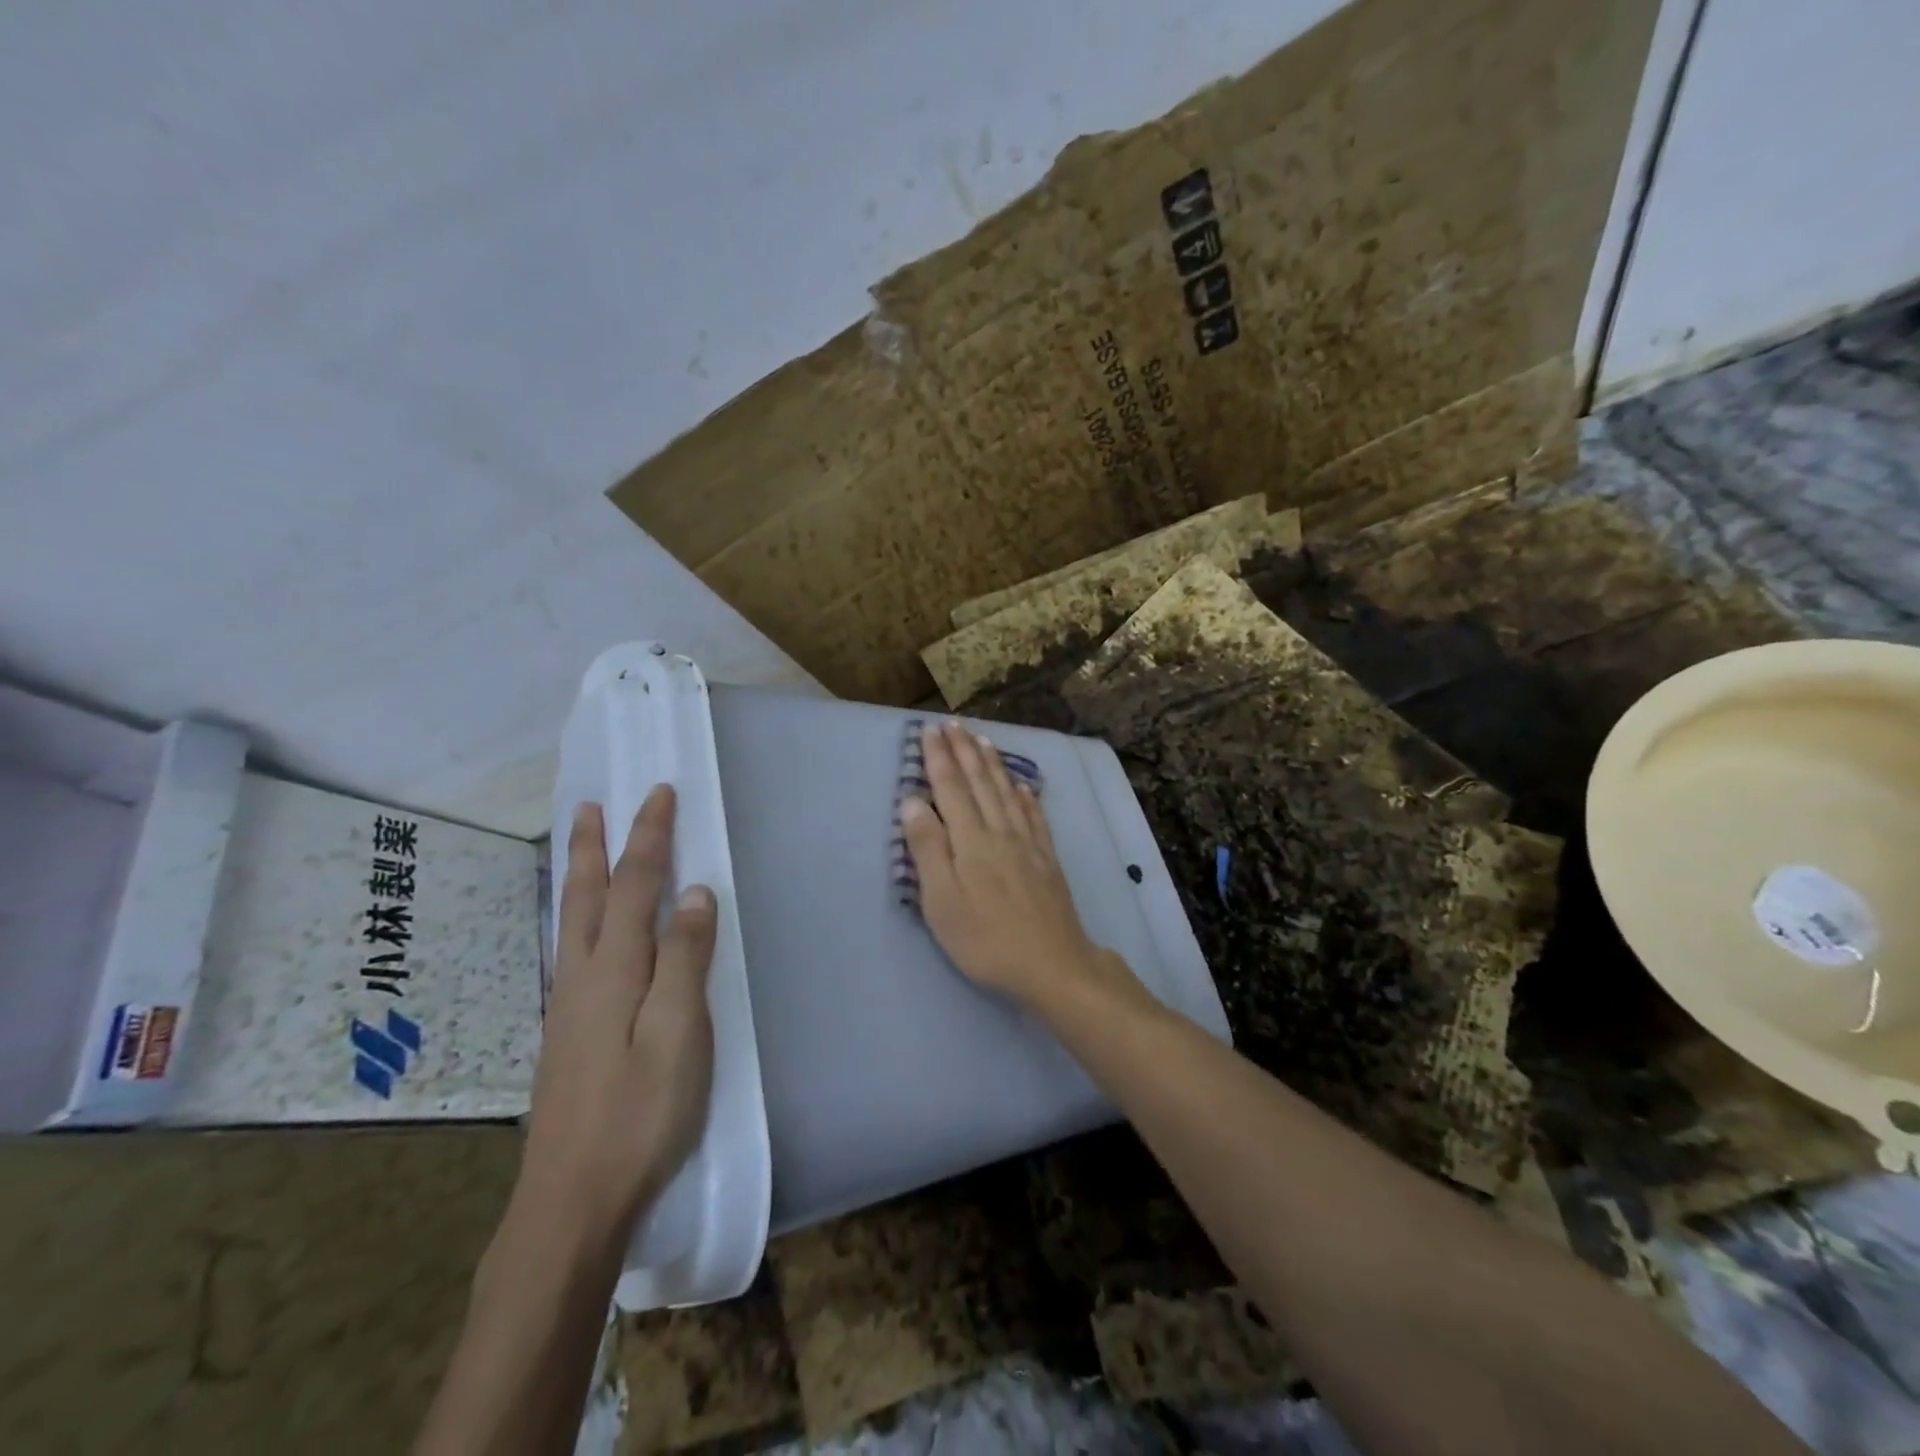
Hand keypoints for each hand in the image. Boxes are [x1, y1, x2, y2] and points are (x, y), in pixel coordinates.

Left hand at [517, 787, 716, 1247]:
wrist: (571, 1202)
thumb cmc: (640, 1115)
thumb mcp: (679, 1034)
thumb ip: (685, 960)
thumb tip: (693, 893)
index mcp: (613, 972)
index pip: (634, 886)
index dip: (648, 837)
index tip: (659, 794)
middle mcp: (582, 979)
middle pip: (586, 897)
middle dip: (593, 846)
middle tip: (589, 804)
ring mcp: (567, 1009)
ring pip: (570, 923)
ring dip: (576, 877)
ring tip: (577, 848)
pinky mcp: (565, 1035)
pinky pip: (571, 951)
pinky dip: (575, 917)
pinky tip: (580, 931)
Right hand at [900, 721, 1118, 1007]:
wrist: (1052, 965)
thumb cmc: (986, 940)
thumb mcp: (942, 902)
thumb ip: (928, 849)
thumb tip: (912, 801)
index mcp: (970, 841)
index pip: (950, 788)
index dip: (939, 758)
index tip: (929, 730)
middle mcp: (1000, 832)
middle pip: (979, 783)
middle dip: (964, 751)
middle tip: (953, 724)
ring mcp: (1028, 844)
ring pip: (1007, 793)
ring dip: (992, 764)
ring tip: (983, 740)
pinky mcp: (1047, 859)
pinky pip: (1034, 816)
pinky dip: (1025, 795)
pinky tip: (1021, 785)